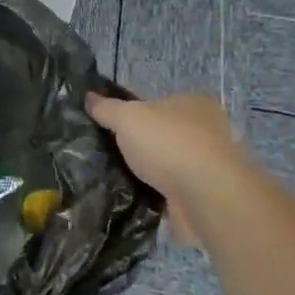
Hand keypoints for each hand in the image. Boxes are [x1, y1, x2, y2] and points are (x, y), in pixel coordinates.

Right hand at [84, 93, 244, 245]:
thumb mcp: (128, 117)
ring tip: (112, 177)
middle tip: (106, 152)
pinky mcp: (203, 196)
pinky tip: (130, 197)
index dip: (132, 113)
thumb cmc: (169, 144)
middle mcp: (206, 132)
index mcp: (194, 104)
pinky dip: (153, 195)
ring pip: (165, 165)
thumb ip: (106, 108)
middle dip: (138, 145)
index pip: (157, 104)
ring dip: (145, 172)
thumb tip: (88, 97)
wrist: (206, 197)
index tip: (109, 127)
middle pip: (162, 135)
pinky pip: (169, 191)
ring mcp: (207, 166)